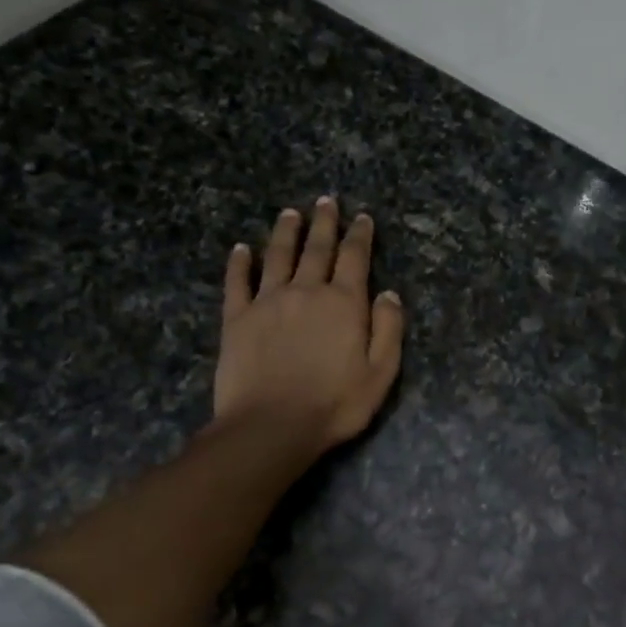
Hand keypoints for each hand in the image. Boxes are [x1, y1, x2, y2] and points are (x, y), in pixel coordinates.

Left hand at [214, 199, 404, 452]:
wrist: (272, 425)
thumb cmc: (334, 405)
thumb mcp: (380, 373)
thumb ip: (388, 330)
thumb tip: (389, 293)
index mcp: (344, 303)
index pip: (355, 258)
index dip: (360, 235)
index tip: (362, 217)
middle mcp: (306, 291)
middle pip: (317, 248)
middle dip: (324, 222)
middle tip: (326, 201)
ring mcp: (267, 301)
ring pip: (278, 256)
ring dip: (285, 232)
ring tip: (290, 213)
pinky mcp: (236, 318)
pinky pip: (238, 282)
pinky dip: (239, 263)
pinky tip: (241, 249)